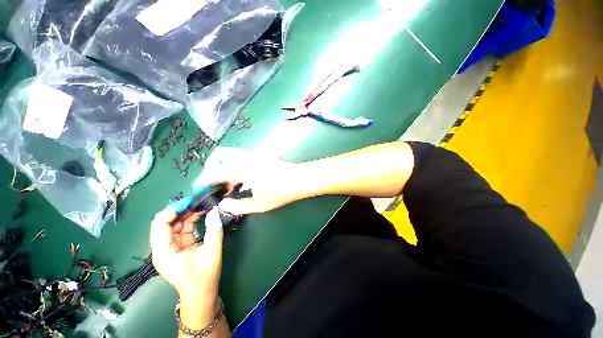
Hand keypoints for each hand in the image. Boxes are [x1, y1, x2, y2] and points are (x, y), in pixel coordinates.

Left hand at [150, 208, 222, 305]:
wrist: (201, 293)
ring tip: (202, 205)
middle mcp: (163, 248)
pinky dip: (190, 220)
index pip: (160, 225)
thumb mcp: (211, 253)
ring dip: (187, 214)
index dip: (172, 211)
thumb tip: (215, 211)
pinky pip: (182, 229)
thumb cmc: (204, 277)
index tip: (189, 202)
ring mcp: (170, 247)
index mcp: (164, 252)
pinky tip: (201, 214)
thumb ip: (214, 231)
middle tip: (198, 200)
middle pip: (166, 223)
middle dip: (181, 210)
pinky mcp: (179, 246)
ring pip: (175, 224)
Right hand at [197, 147, 304, 214]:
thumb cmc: (281, 193)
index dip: (204, 179)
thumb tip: (222, 205)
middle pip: (219, 154)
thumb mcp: (260, 204)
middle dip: (211, 167)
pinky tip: (240, 177)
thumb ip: (238, 206)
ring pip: (229, 153)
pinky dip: (232, 163)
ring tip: (228, 182)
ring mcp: (253, 154)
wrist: (299, 179)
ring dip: (222, 164)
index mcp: (244, 171)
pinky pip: (238, 155)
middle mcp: (246, 159)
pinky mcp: (258, 154)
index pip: (215, 171)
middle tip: (214, 182)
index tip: (201, 188)